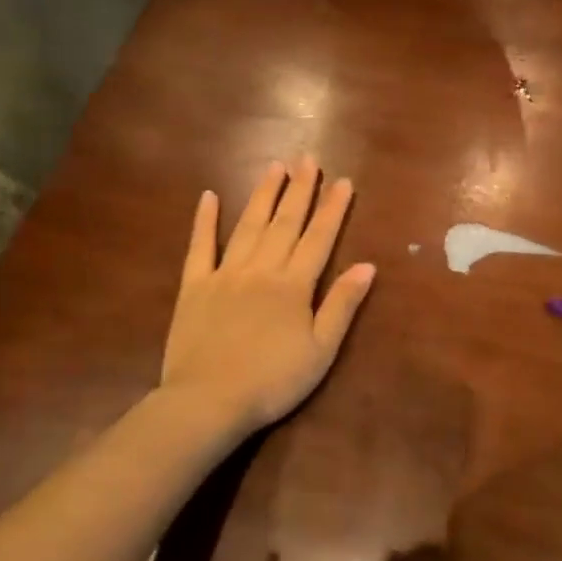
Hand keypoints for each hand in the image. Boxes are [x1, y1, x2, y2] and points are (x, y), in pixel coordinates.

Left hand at [161, 157, 376, 433]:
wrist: (207, 401)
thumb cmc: (272, 381)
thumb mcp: (321, 350)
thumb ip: (342, 305)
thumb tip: (367, 265)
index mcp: (293, 285)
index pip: (319, 238)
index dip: (332, 208)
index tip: (343, 181)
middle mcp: (261, 269)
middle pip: (285, 222)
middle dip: (300, 189)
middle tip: (308, 158)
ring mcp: (225, 274)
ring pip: (248, 225)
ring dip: (263, 194)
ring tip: (275, 166)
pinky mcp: (194, 286)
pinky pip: (200, 247)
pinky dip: (204, 221)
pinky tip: (209, 196)